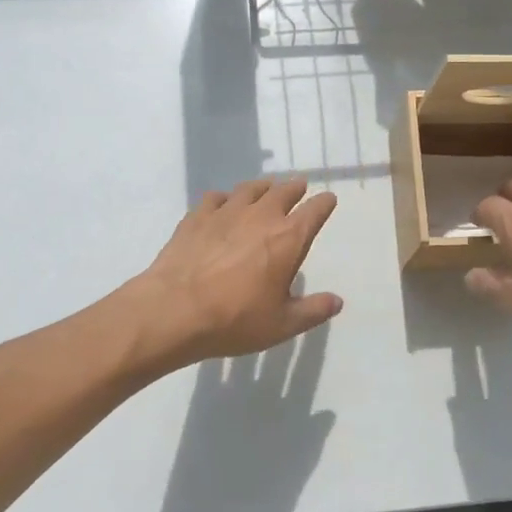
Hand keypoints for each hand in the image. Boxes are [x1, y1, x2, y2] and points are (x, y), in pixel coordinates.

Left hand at [129, 178, 342, 371]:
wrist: (174, 310)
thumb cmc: (235, 319)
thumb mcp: (282, 324)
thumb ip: (313, 311)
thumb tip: (337, 301)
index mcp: (288, 238)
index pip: (314, 211)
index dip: (324, 204)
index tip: (328, 199)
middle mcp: (261, 216)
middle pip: (283, 191)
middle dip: (295, 188)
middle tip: (299, 187)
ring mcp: (226, 212)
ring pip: (250, 189)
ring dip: (263, 187)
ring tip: (266, 189)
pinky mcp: (197, 216)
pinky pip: (216, 198)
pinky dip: (225, 198)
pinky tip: (222, 205)